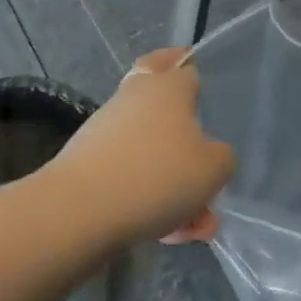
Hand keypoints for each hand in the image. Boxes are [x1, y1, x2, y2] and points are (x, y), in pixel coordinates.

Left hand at [52, 48, 235, 245]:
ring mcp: (107, 129)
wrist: (79, 211)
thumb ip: (221, 159)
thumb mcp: (213, 169)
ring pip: (147, 146)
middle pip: (157, 93)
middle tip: (194, 129)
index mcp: (169, 87)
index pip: (185, 66)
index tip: (206, 89)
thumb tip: (212, 156)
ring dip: (169, 176)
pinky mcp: (87, 164)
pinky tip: (165, 234)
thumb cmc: (156, 175)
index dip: (196, 74)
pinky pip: (129, 175)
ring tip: (192, 224)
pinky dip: (147, 197)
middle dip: (178, 114)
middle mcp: (136, 98)